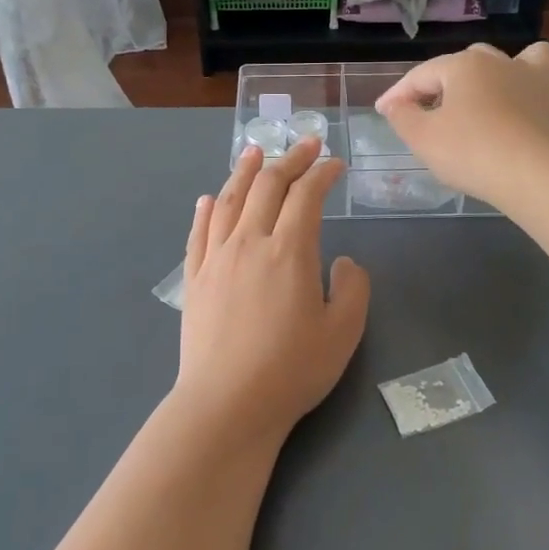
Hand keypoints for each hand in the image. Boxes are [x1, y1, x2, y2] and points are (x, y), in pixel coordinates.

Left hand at [173, 138, 370, 444]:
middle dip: (290, 160)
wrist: (227, 404)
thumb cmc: (291, 370)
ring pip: (230, 200)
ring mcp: (216, 258)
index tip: (336, 165)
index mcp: (289, 251)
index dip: (323, 173)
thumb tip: (342, 260)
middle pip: (268, 186)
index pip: (307, 195)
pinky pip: (199, 233)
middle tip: (307, 145)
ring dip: (245, 171)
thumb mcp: (343, 333)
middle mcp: (249, 242)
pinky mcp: (194, 279)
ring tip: (255, 151)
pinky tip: (210, 198)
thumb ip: (353, 288)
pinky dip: (207, 209)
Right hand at [374, 42, 548, 207]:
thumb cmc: (469, 151)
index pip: (422, 74)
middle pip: (470, 61)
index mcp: (465, 65)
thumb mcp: (420, 137)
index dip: (399, 94)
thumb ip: (402, 116)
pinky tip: (541, 108)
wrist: (529, 175)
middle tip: (434, 111)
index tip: (384, 112)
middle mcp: (503, 63)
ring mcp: (538, 83)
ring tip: (504, 89)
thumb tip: (396, 104)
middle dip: (450, 80)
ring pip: (533, 57)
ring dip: (518, 68)